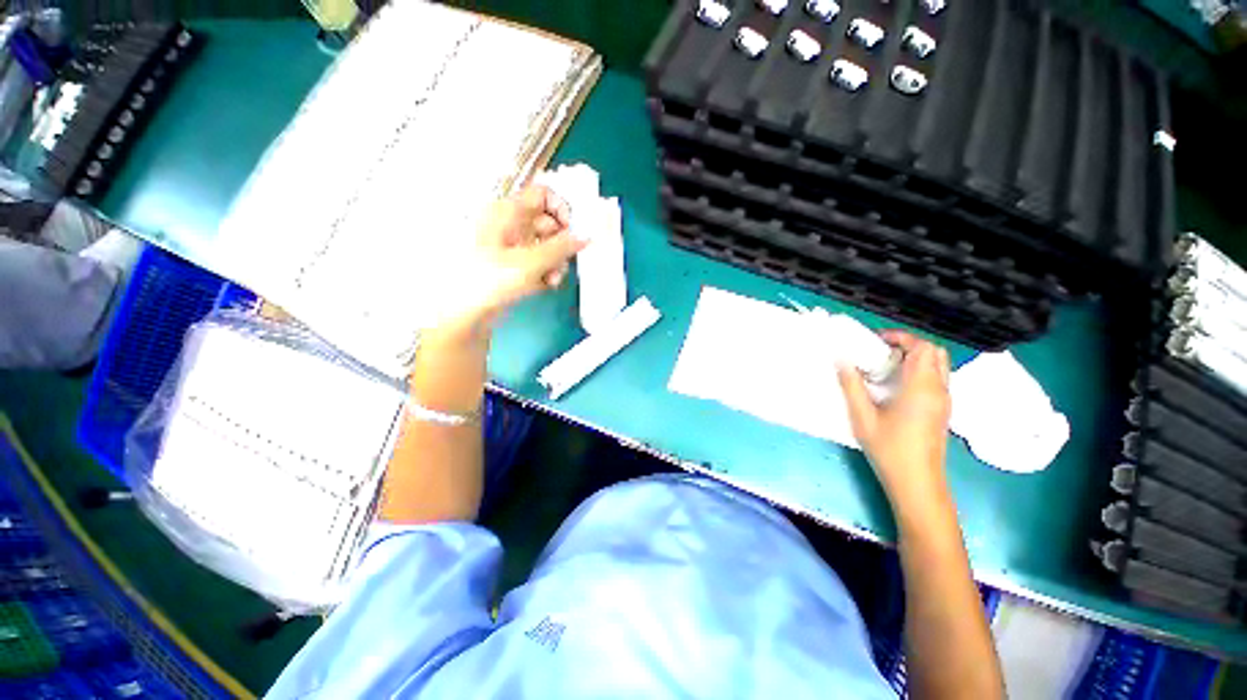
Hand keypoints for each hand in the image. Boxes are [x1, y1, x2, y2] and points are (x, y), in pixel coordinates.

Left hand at [434, 183, 586, 339]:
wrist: (464, 313)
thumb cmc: (491, 280)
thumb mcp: (530, 262)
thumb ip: (561, 248)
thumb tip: (586, 236)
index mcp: (508, 213)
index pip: (542, 195)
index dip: (561, 209)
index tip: (572, 232)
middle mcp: (511, 225)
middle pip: (549, 223)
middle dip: (562, 243)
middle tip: (565, 261)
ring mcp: (513, 246)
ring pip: (547, 245)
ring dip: (557, 262)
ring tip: (554, 279)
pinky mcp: (515, 265)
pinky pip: (539, 262)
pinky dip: (547, 271)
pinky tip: (547, 285)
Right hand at [838, 331, 951, 507]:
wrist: (918, 483)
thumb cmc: (889, 449)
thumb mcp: (862, 417)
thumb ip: (852, 386)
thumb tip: (842, 360)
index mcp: (922, 388)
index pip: (922, 347)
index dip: (901, 337)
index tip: (876, 340)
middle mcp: (939, 390)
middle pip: (935, 352)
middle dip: (909, 344)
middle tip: (881, 351)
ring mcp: (944, 401)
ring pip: (938, 365)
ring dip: (915, 357)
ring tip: (886, 366)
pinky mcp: (942, 411)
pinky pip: (936, 379)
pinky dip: (919, 371)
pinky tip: (895, 386)